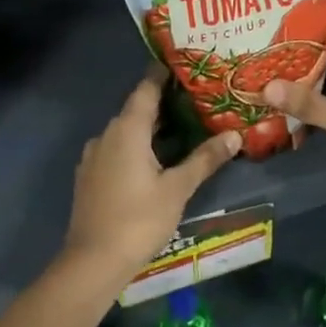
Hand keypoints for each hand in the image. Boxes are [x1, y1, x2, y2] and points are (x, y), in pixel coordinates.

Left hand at [58, 65, 242, 291]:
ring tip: (183, 128)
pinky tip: (157, 159)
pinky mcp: (91, 177)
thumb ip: (205, 159)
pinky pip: (117, 149)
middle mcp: (106, 135)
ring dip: (151, 127)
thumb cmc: (138, 219)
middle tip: (195, 99)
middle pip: (136, 109)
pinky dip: (137, 146)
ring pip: (126, 132)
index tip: (183, 64)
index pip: (146, 89)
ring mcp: (94, 157)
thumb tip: (234, 135)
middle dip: (164, 103)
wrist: (93, 262)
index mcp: (127, 130)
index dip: (163, 75)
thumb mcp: (178, 188)